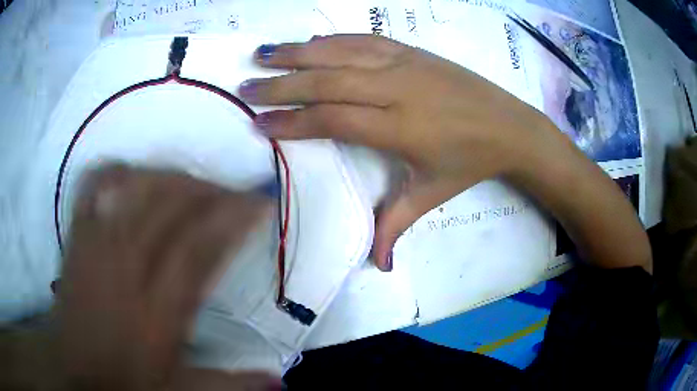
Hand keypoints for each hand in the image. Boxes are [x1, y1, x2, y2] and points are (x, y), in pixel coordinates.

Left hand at [56, 165, 280, 390]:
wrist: (75, 368)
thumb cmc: (126, 379)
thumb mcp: (181, 388)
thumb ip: (230, 383)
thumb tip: (281, 381)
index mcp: (157, 309)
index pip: (201, 247)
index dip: (235, 217)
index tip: (260, 201)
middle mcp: (127, 266)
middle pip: (171, 205)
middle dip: (210, 189)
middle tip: (233, 191)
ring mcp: (97, 244)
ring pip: (137, 187)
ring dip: (172, 177)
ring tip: (193, 182)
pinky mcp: (77, 236)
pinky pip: (95, 185)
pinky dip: (117, 170)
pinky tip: (134, 172)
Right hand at [238, 34, 559, 270]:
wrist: (509, 126)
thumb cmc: (469, 162)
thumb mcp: (432, 195)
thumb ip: (397, 225)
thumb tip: (379, 267)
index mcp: (399, 127)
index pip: (333, 119)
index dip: (292, 121)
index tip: (259, 124)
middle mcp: (396, 88)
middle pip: (328, 81)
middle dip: (281, 85)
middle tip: (246, 88)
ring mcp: (404, 63)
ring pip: (341, 52)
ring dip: (298, 52)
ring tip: (263, 54)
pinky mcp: (412, 50)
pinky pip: (364, 39)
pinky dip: (332, 39)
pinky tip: (310, 41)